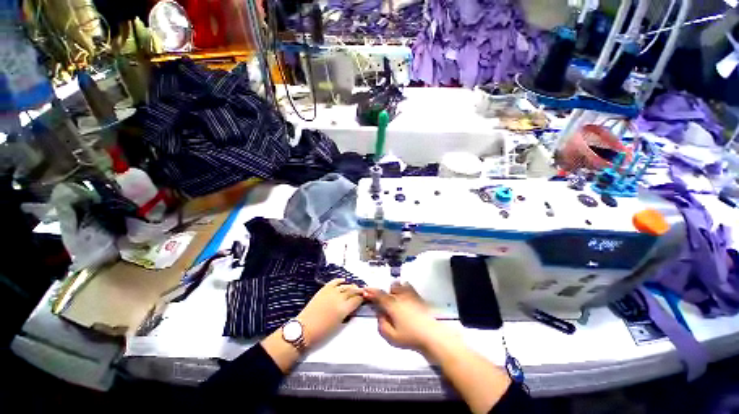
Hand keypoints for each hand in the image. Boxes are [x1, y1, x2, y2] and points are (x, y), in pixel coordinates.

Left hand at [296, 279, 363, 347]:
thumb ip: (347, 314)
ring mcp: (331, 292)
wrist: (304, 330)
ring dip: (351, 286)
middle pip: (352, 291)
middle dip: (358, 291)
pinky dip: (339, 280)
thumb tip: (352, 307)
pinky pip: (334, 282)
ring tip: (354, 287)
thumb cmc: (322, 332)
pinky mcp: (323, 289)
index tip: (365, 298)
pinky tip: (343, 280)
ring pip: (345, 285)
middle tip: (362, 292)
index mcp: (344, 309)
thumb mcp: (339, 325)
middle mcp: (339, 298)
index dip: (362, 298)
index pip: (357, 300)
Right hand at [363, 281, 455, 354]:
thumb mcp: (391, 337)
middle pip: (391, 287)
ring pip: (400, 285)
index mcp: (392, 305)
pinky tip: (406, 300)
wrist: (431, 335)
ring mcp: (411, 295)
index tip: (365, 290)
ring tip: (397, 299)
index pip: (379, 295)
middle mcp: (400, 296)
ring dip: (395, 289)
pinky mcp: (419, 297)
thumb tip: (380, 315)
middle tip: (387, 304)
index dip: (371, 292)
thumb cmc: (410, 337)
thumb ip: (382, 325)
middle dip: (386, 292)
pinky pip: (409, 287)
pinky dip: (405, 290)